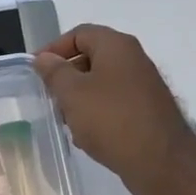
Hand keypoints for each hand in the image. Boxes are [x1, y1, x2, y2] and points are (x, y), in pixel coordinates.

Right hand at [32, 24, 191, 193]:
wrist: (160, 161)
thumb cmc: (111, 119)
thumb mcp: (72, 93)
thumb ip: (54, 72)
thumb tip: (44, 58)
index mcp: (116, 46)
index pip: (79, 33)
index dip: (53, 48)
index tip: (36, 70)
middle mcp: (133, 60)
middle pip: (90, 58)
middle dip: (66, 77)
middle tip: (49, 97)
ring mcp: (143, 86)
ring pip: (101, 84)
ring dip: (79, 99)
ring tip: (66, 121)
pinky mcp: (146, 110)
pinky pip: (113, 104)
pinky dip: (96, 114)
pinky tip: (87, 136)